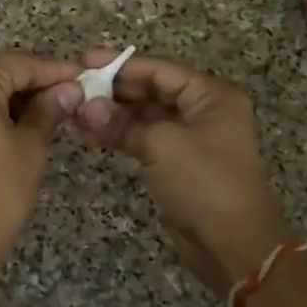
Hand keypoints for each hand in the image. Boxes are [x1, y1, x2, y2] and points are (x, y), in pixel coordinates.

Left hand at [0, 52, 83, 274]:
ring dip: (15, 96)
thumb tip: (70, 88)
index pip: (19, 64)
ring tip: (53, 108)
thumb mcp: (30, 145)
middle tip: (71, 93)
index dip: (54, 71)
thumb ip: (49, 109)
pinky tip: (22, 119)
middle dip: (34, 83)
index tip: (83, 76)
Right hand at [73, 50, 294, 297]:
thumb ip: (122, 122)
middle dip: (112, 90)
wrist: (232, 245)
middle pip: (150, 90)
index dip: (120, 64)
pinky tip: (87, 133)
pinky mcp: (176, 162)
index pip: (159, 69)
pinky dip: (117, 135)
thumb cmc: (204, 183)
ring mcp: (189, 137)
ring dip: (110, 113)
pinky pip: (142, 138)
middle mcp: (202, 110)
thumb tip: (85, 107)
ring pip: (143, 115)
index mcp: (210, 96)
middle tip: (74, 88)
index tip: (84, 61)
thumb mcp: (162, 145)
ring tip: (73, 111)